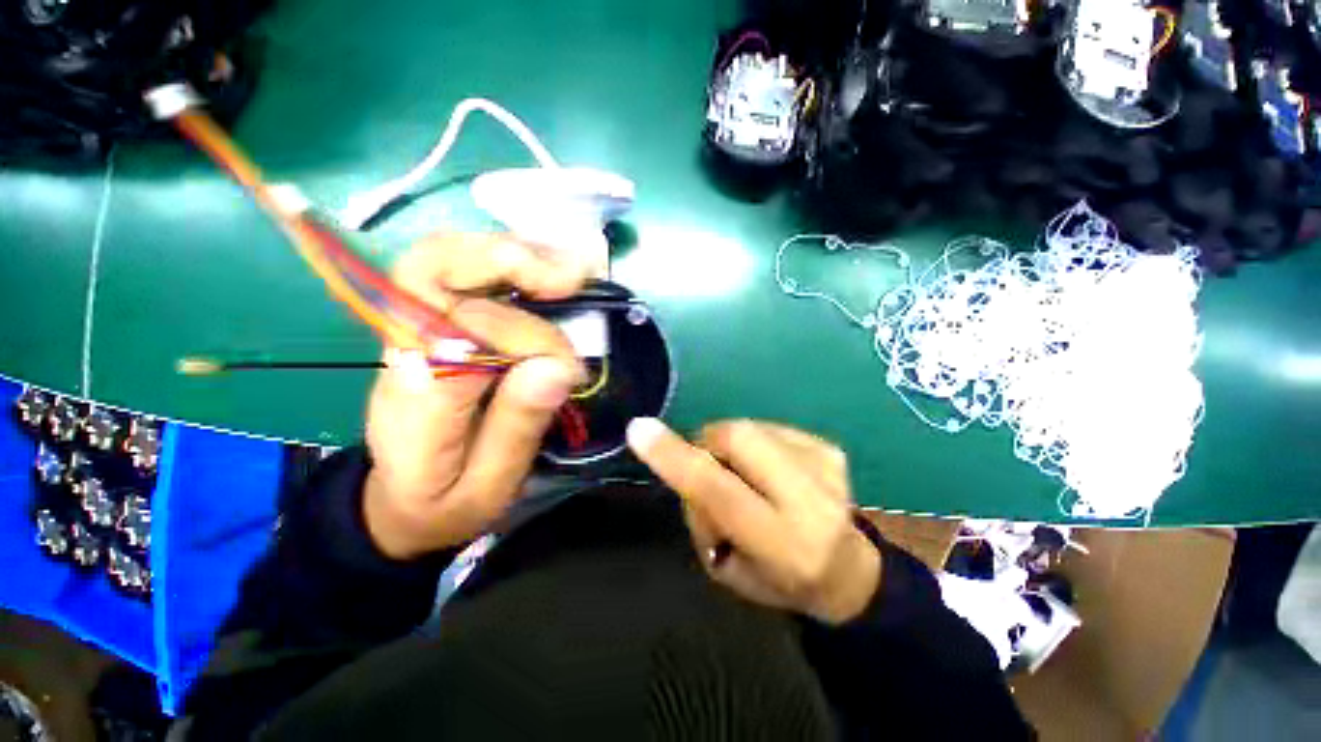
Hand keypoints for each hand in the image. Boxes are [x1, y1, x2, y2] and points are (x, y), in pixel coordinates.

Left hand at [363, 234, 588, 559]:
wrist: (399, 502)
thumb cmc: (445, 502)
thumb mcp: (487, 486)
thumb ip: (517, 428)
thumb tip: (558, 366)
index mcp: (415, 398)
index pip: (461, 332)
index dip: (521, 335)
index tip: (566, 365)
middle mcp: (406, 348)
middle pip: (433, 267)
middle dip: (508, 261)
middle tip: (572, 274)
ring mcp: (417, 331)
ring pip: (448, 259)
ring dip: (514, 253)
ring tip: (570, 266)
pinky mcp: (436, 327)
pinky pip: (465, 275)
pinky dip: (509, 263)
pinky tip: (548, 271)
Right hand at [626, 418, 881, 624]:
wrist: (848, 570)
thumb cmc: (779, 580)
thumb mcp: (726, 569)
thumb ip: (701, 512)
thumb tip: (684, 458)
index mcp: (784, 545)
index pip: (720, 490)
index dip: (676, 458)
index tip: (640, 429)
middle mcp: (812, 500)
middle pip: (738, 438)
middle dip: (707, 442)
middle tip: (707, 464)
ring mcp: (826, 466)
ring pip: (749, 427)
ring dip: (730, 446)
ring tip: (745, 476)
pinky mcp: (829, 447)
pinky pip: (767, 428)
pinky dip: (754, 444)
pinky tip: (769, 470)